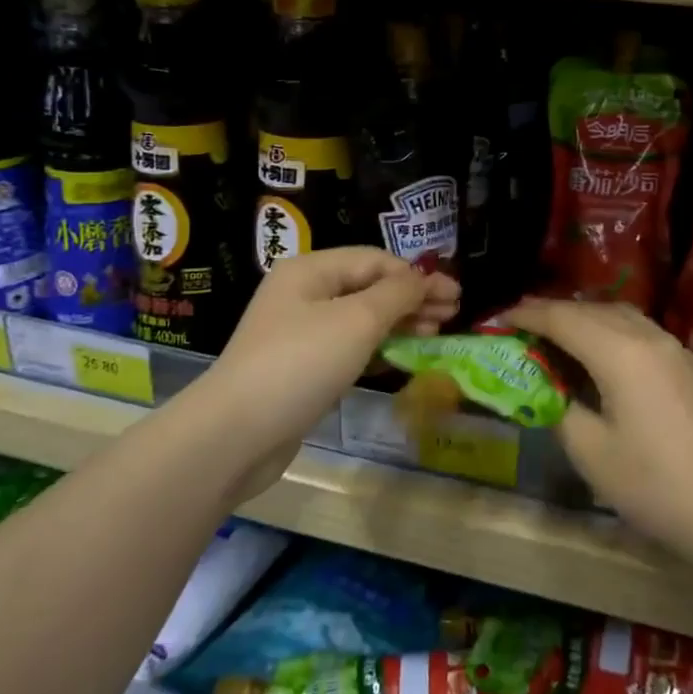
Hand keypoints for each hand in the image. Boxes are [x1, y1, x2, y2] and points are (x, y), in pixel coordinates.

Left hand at [203, 249, 459, 499]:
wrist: (237, 433)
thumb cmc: (301, 363)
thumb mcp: (357, 321)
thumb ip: (397, 294)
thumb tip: (423, 279)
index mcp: (310, 270)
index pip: (375, 260)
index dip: (417, 275)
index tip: (454, 295)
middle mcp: (302, 294)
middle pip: (369, 286)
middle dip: (412, 298)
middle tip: (451, 314)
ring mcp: (299, 332)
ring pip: (360, 317)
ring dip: (399, 322)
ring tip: (434, 334)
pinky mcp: (300, 367)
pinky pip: (348, 346)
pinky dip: (377, 347)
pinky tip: (400, 356)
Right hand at [504, 298, 692, 585]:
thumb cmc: (652, 484)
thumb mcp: (589, 451)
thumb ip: (559, 407)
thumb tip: (547, 388)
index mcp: (620, 353)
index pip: (564, 319)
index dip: (529, 315)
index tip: (500, 316)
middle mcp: (649, 338)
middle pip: (593, 310)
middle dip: (555, 312)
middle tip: (523, 323)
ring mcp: (675, 349)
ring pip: (622, 316)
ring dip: (586, 318)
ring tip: (558, 334)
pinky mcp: (690, 367)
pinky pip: (642, 332)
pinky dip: (613, 331)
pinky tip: (602, 353)